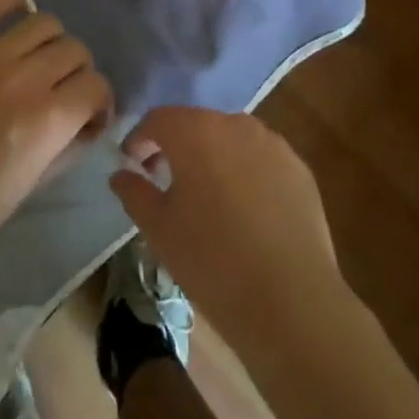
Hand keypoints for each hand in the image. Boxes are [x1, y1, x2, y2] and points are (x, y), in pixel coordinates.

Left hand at [0, 0, 112, 293]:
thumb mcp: (31, 187)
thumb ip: (67, 146)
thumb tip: (89, 121)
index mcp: (48, 121)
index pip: (96, 84)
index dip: (100, 100)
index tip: (89, 114)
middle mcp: (24, 79)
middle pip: (74, 49)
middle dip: (78, 71)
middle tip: (62, 90)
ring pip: (43, 22)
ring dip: (52, 41)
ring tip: (38, 59)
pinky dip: (12, 3)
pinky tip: (18, 12)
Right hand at [110, 107, 348, 355]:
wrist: (290, 299)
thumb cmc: (212, 261)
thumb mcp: (159, 230)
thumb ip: (135, 192)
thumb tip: (120, 173)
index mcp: (195, 132)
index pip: (158, 119)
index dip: (140, 139)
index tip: (133, 166)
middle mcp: (234, 124)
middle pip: (196, 124)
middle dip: (177, 146)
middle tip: (166, 181)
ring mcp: (271, 142)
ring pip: (230, 139)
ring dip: (213, 156)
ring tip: (207, 196)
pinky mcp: (298, 166)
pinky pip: (260, 158)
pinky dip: (245, 171)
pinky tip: (245, 210)